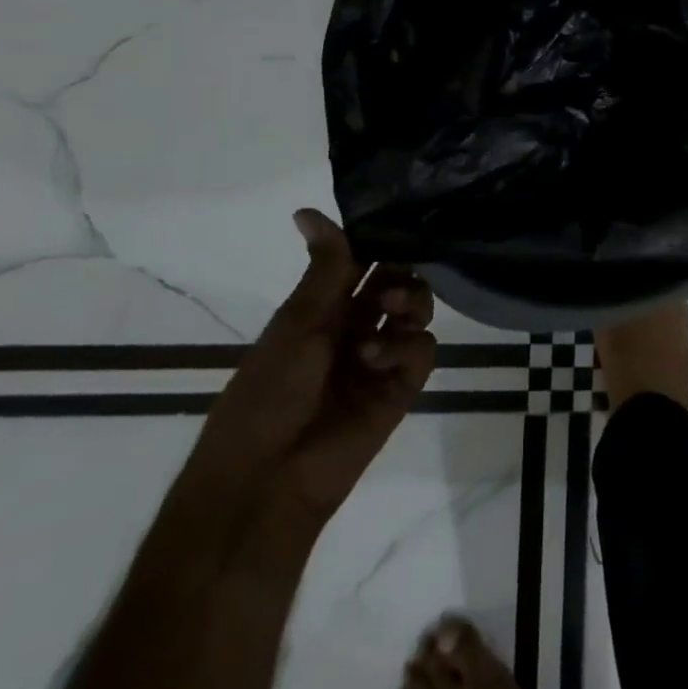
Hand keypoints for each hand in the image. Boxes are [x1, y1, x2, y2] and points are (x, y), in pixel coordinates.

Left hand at [141, 210, 437, 589]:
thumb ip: (324, 268)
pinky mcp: (400, 387)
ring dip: (410, 298)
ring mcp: (380, 356)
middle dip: (401, 269)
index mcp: (323, 308)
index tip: (397, 218)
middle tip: (391, 274)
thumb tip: (307, 209)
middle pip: (397, 280)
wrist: (265, 479)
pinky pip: (422, 349)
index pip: (361, 260)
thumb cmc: (267, 392)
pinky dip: (406, 344)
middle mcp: (355, 326)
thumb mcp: (295, 322)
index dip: (377, 240)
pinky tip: (376, 356)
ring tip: (390, 307)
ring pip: (417, 308)